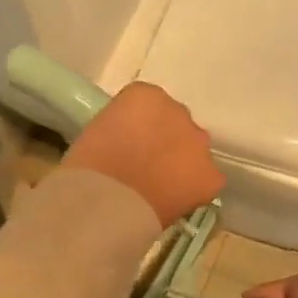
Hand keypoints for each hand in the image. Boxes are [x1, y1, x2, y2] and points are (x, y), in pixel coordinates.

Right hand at [60, 82, 224, 227]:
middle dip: (164, 142)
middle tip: (144, 166)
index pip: (148, 105)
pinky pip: (206, 179)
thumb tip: (132, 141)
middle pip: (175, 123)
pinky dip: (194, 189)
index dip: (137, 128)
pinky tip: (174, 201)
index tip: (126, 146)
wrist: (105, 203)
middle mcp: (178, 110)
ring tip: (159, 188)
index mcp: (144, 94)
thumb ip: (122, 126)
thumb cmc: (87, 167)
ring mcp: (197, 142)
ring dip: (182, 162)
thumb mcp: (98, 130)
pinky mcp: (210, 175)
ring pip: (193, 149)